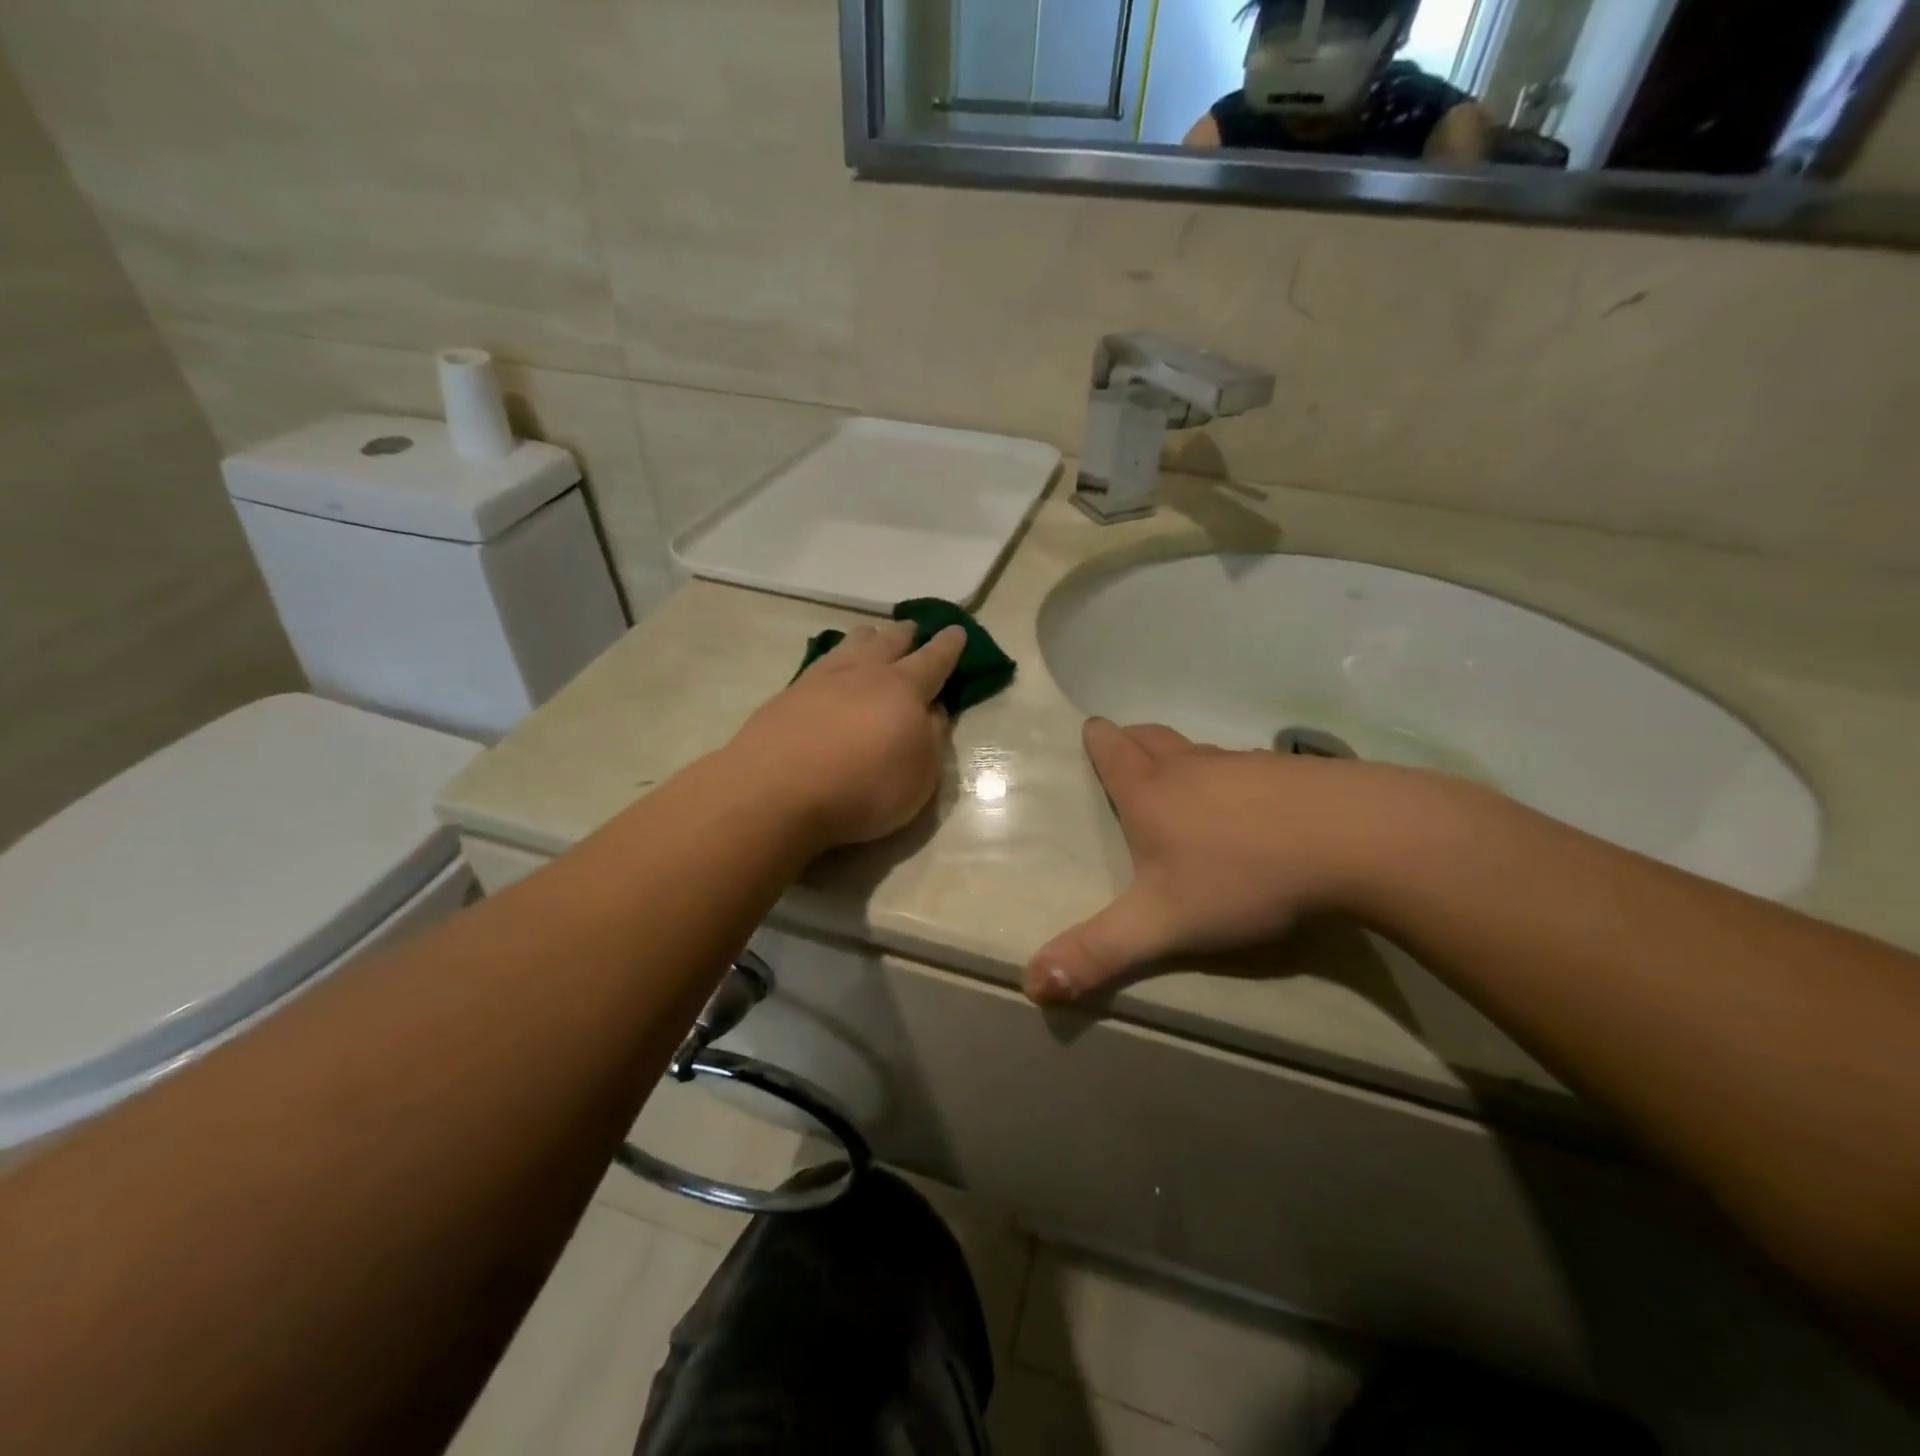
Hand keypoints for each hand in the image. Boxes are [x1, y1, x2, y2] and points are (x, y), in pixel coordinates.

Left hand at [726, 621, 967, 850]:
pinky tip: (831, 668)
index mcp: (904, 688)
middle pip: (889, 641)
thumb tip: (933, 710)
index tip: (956, 631)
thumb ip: (932, 737)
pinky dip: (835, 659)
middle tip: (913, 629)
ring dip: (868, 638)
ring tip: (872, 637)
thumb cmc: (864, 787)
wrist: (777, 790)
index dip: (948, 646)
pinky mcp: (788, 694)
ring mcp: (822, 678)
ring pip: (852, 644)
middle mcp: (864, 672)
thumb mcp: (920, 775)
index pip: (934, 659)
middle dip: (906, 634)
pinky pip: (821, 663)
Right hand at [1024, 718, 1456, 1004]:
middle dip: (1132, 740)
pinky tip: (1253, 809)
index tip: (1092, 732)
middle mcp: (1192, 766)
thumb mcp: (1161, 924)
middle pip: (1152, 737)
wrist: (1356, 840)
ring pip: (1201, 753)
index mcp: (1150, 790)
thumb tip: (1032, 985)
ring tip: (1182, 784)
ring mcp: (1246, 765)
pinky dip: (1235, 779)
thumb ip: (1097, 953)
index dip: (1097, 739)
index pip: (1111, 749)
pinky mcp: (1294, 774)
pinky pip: (1249, 769)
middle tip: (1125, 750)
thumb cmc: (1242, 875)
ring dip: (1183, 760)